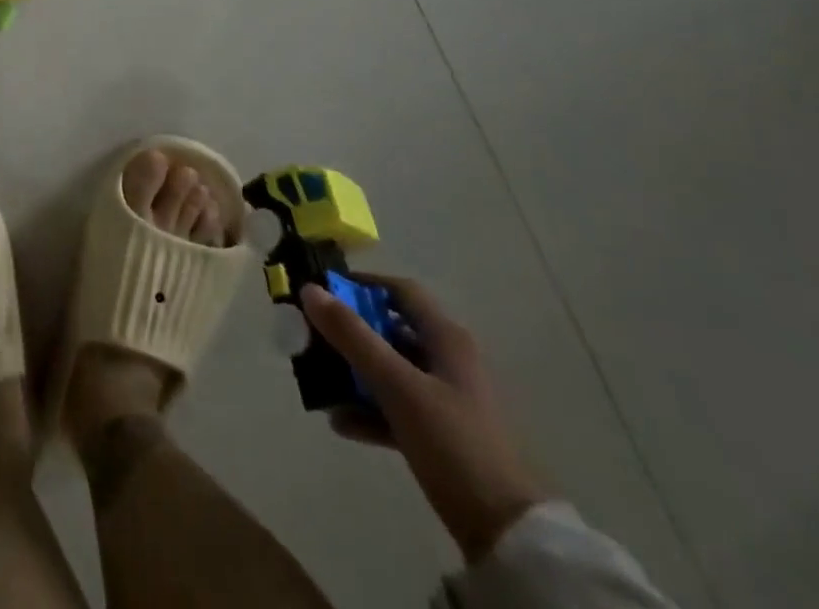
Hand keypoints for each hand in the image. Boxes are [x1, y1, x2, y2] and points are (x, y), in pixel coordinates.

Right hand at [301, 276, 541, 562]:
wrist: (508, 534)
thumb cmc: (453, 442)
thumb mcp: (397, 385)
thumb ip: (352, 336)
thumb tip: (310, 289)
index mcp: (446, 338)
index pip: (399, 290)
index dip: (361, 284)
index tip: (322, 290)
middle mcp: (447, 360)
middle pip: (390, 330)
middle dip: (349, 333)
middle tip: (311, 336)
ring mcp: (445, 399)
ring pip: (390, 371)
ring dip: (354, 373)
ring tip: (319, 381)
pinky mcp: (441, 435)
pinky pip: (396, 409)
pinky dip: (368, 410)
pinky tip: (339, 422)